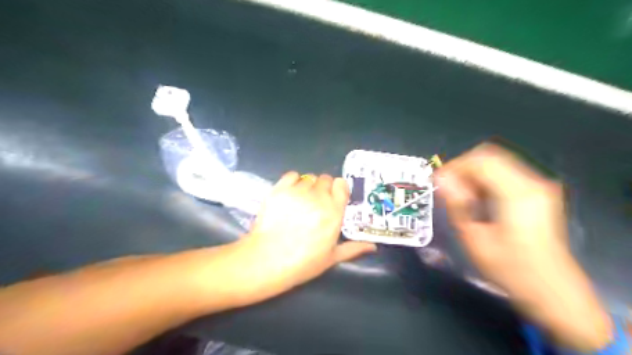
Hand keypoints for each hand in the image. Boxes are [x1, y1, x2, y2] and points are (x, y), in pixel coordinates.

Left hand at [239, 173, 373, 296]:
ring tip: (300, 201)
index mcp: (334, 211)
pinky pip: (291, 175)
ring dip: (308, 186)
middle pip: (325, 179)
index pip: (341, 184)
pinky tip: (290, 194)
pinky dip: (293, 181)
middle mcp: (318, 197)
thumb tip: (373, 247)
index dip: (338, 189)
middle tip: (315, 203)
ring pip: (308, 177)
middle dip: (323, 188)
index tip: (333, 198)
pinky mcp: (279, 189)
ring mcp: (298, 191)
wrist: (268, 260)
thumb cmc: (303, 262)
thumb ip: (354, 248)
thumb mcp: (332, 258)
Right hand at [437, 143, 608, 352]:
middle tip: (448, 191)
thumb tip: (440, 178)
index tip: (438, 183)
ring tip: (462, 198)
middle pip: (489, 156)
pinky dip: (484, 181)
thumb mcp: (474, 238)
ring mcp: (538, 186)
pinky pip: (503, 174)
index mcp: (517, 193)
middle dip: (462, 169)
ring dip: (473, 175)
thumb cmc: (509, 269)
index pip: (480, 160)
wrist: (552, 290)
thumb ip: (457, 203)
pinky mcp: (537, 193)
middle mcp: (532, 182)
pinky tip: (478, 201)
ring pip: (495, 163)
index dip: (454, 167)